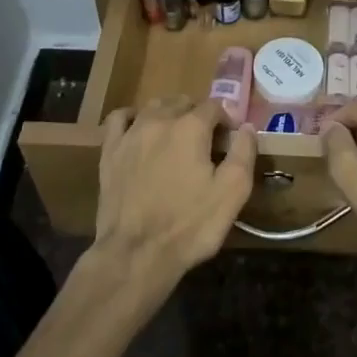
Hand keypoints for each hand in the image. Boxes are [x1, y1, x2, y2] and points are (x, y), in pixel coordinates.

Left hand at [93, 98, 257, 289]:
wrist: (136, 254)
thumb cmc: (189, 225)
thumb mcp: (231, 193)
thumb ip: (243, 153)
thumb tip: (247, 127)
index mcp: (191, 127)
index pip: (214, 106)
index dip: (226, 120)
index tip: (229, 140)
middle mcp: (159, 120)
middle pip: (183, 102)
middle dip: (198, 115)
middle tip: (205, 142)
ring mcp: (131, 134)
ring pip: (154, 106)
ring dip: (169, 113)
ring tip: (176, 136)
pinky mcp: (109, 151)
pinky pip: (119, 118)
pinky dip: (133, 118)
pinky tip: (139, 130)